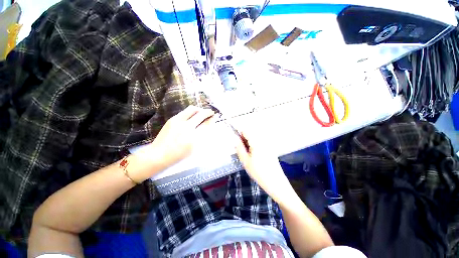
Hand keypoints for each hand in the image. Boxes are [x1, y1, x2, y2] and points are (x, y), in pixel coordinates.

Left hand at [133, 106, 215, 179]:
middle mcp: (186, 126)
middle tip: (211, 112)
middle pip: (200, 114)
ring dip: (199, 110)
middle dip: (207, 112)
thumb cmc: (178, 155)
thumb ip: (202, 135)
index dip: (211, 118)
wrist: (158, 154)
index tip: (214, 116)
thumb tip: (208, 124)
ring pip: (192, 109)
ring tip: (202, 113)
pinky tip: (192, 116)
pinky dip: (191, 112)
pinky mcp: (172, 119)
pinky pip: (185, 112)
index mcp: (193, 137)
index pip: (206, 124)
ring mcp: (178, 121)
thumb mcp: (194, 148)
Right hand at [233, 124, 292, 202]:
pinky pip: (259, 143)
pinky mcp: (270, 148)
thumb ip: (239, 148)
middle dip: (244, 139)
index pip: (245, 131)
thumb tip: (236, 139)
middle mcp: (263, 140)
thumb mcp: (245, 161)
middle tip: (241, 150)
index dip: (238, 133)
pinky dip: (254, 146)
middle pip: (250, 134)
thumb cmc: (259, 172)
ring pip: (254, 139)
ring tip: (247, 154)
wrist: (276, 182)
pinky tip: (254, 156)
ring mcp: (268, 144)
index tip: (235, 140)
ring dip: (248, 143)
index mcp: (256, 141)